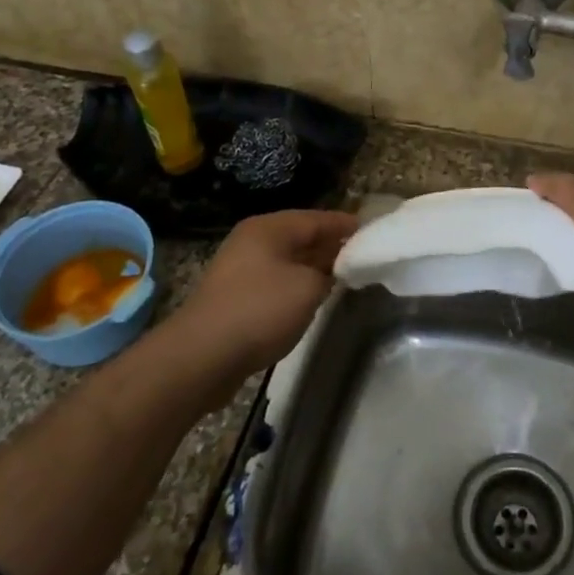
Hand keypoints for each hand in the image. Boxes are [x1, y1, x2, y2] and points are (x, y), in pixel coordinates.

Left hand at [172, 209, 357, 379]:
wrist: (202, 356)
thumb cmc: (260, 310)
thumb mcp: (308, 288)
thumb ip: (329, 272)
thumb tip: (332, 270)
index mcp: (269, 228)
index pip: (316, 218)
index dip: (345, 225)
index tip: (371, 231)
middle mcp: (252, 241)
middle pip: (300, 237)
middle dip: (330, 245)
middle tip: (362, 254)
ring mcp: (240, 269)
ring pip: (287, 261)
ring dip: (313, 267)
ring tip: (343, 276)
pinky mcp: (235, 297)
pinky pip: (275, 281)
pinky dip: (296, 285)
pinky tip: (311, 299)